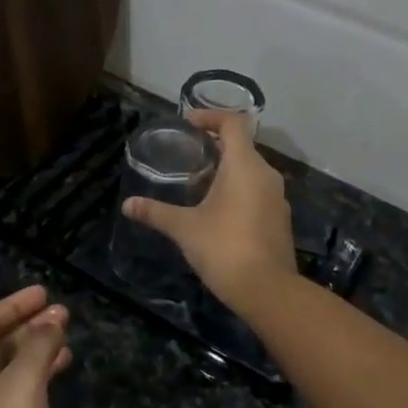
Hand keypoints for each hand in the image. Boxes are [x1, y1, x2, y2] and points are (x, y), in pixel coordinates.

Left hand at [0, 285, 71, 407]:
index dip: (12, 305)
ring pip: (10, 374)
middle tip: (62, 315)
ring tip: (67, 345)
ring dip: (36, 354)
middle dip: (27, 327)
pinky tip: (57, 385)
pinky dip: (38, 383)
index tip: (44, 294)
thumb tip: (52, 316)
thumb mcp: (23, 386)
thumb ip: (38, 347)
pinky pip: (19, 400)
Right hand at [121, 108, 298, 308]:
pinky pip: (258, 191)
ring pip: (251, 171)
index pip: (234, 123)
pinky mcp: (280, 219)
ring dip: (228, 170)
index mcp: (245, 165)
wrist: (268, 290)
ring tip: (200, 182)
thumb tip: (127, 205)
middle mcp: (266, 174)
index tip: (189, 122)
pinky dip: (239, 190)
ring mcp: (277, 198)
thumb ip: (156, 213)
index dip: (211, 116)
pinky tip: (219, 210)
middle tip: (188, 154)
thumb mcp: (185, 229)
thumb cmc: (224, 248)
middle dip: (216, 145)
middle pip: (242, 146)